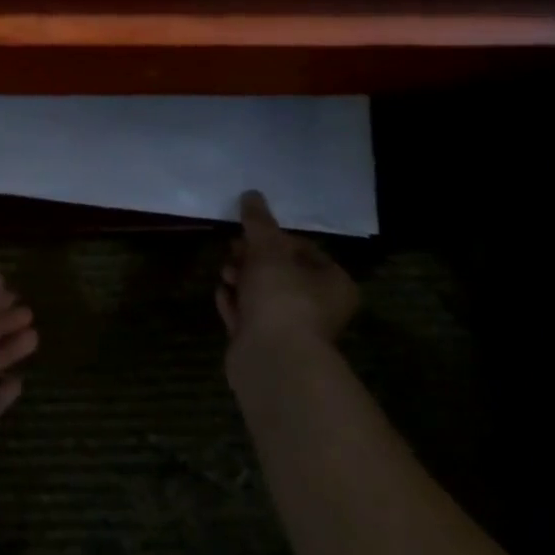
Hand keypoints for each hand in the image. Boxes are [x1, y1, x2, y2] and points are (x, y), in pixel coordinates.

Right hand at [217, 190, 359, 357]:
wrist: (272, 360)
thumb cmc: (282, 297)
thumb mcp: (268, 249)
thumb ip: (258, 222)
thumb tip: (251, 194)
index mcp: (333, 284)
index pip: (304, 250)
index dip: (275, 238)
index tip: (250, 232)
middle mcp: (317, 307)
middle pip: (280, 273)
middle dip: (252, 258)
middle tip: (232, 249)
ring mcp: (290, 329)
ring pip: (262, 295)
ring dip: (241, 280)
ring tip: (224, 272)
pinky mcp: (265, 346)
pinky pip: (247, 317)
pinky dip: (234, 303)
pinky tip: (221, 293)